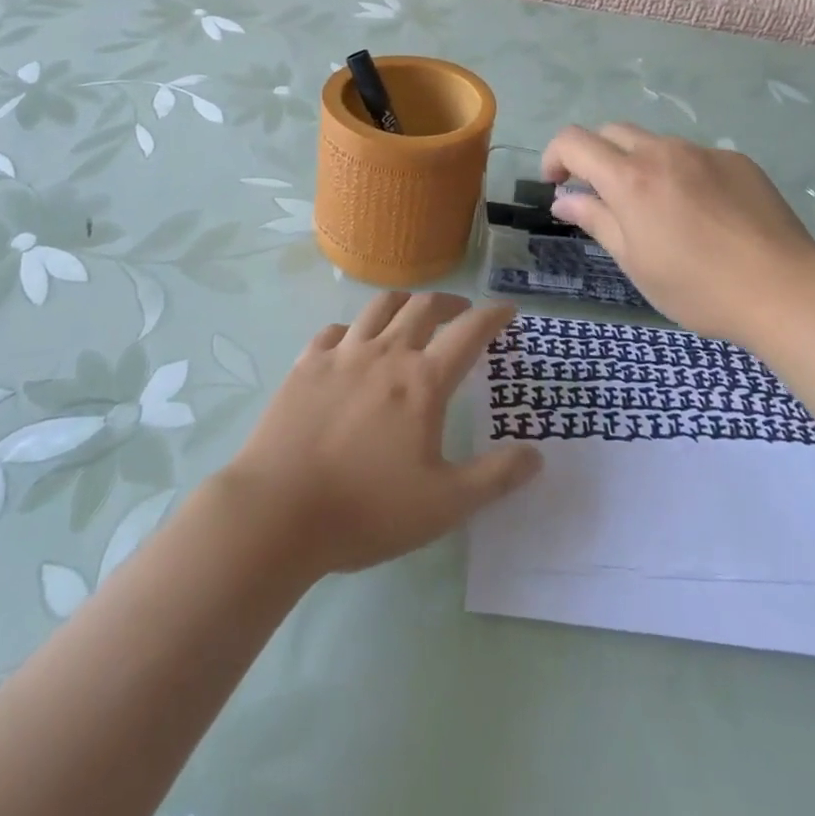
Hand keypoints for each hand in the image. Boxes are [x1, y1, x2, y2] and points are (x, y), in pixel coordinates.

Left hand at [218, 293, 541, 576]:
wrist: (277, 512)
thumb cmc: (367, 510)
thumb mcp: (444, 505)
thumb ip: (495, 478)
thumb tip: (537, 455)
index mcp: (423, 381)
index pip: (469, 332)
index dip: (493, 315)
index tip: (507, 310)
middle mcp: (386, 353)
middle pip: (424, 307)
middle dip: (450, 303)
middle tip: (462, 312)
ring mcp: (342, 355)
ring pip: (379, 307)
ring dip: (405, 303)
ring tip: (412, 314)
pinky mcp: (306, 364)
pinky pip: (336, 330)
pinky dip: (355, 329)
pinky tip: (353, 344)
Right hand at [541, 124, 814, 343]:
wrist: (784, 288)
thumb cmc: (698, 287)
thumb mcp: (635, 262)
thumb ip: (596, 220)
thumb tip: (564, 200)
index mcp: (630, 178)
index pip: (574, 141)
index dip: (555, 156)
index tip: (557, 185)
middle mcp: (664, 152)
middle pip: (612, 132)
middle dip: (595, 156)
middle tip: (601, 197)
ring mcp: (704, 152)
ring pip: (655, 143)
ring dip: (639, 164)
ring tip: (658, 210)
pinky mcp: (737, 160)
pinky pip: (693, 156)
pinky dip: (680, 173)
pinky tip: (702, 213)